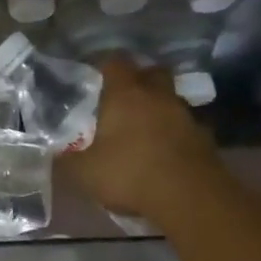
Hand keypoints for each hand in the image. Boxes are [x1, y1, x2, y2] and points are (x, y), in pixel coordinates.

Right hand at [57, 58, 228, 222]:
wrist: (191, 199)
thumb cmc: (131, 174)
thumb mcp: (85, 172)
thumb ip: (68, 158)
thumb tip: (55, 152)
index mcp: (126, 94)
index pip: (115, 61)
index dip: (103, 65)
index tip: (93, 76)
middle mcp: (158, 96)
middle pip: (152, 72)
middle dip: (139, 79)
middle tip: (122, 98)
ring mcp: (186, 115)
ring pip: (171, 100)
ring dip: (159, 109)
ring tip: (143, 129)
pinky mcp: (206, 138)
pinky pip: (186, 127)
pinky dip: (175, 134)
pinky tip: (165, 152)